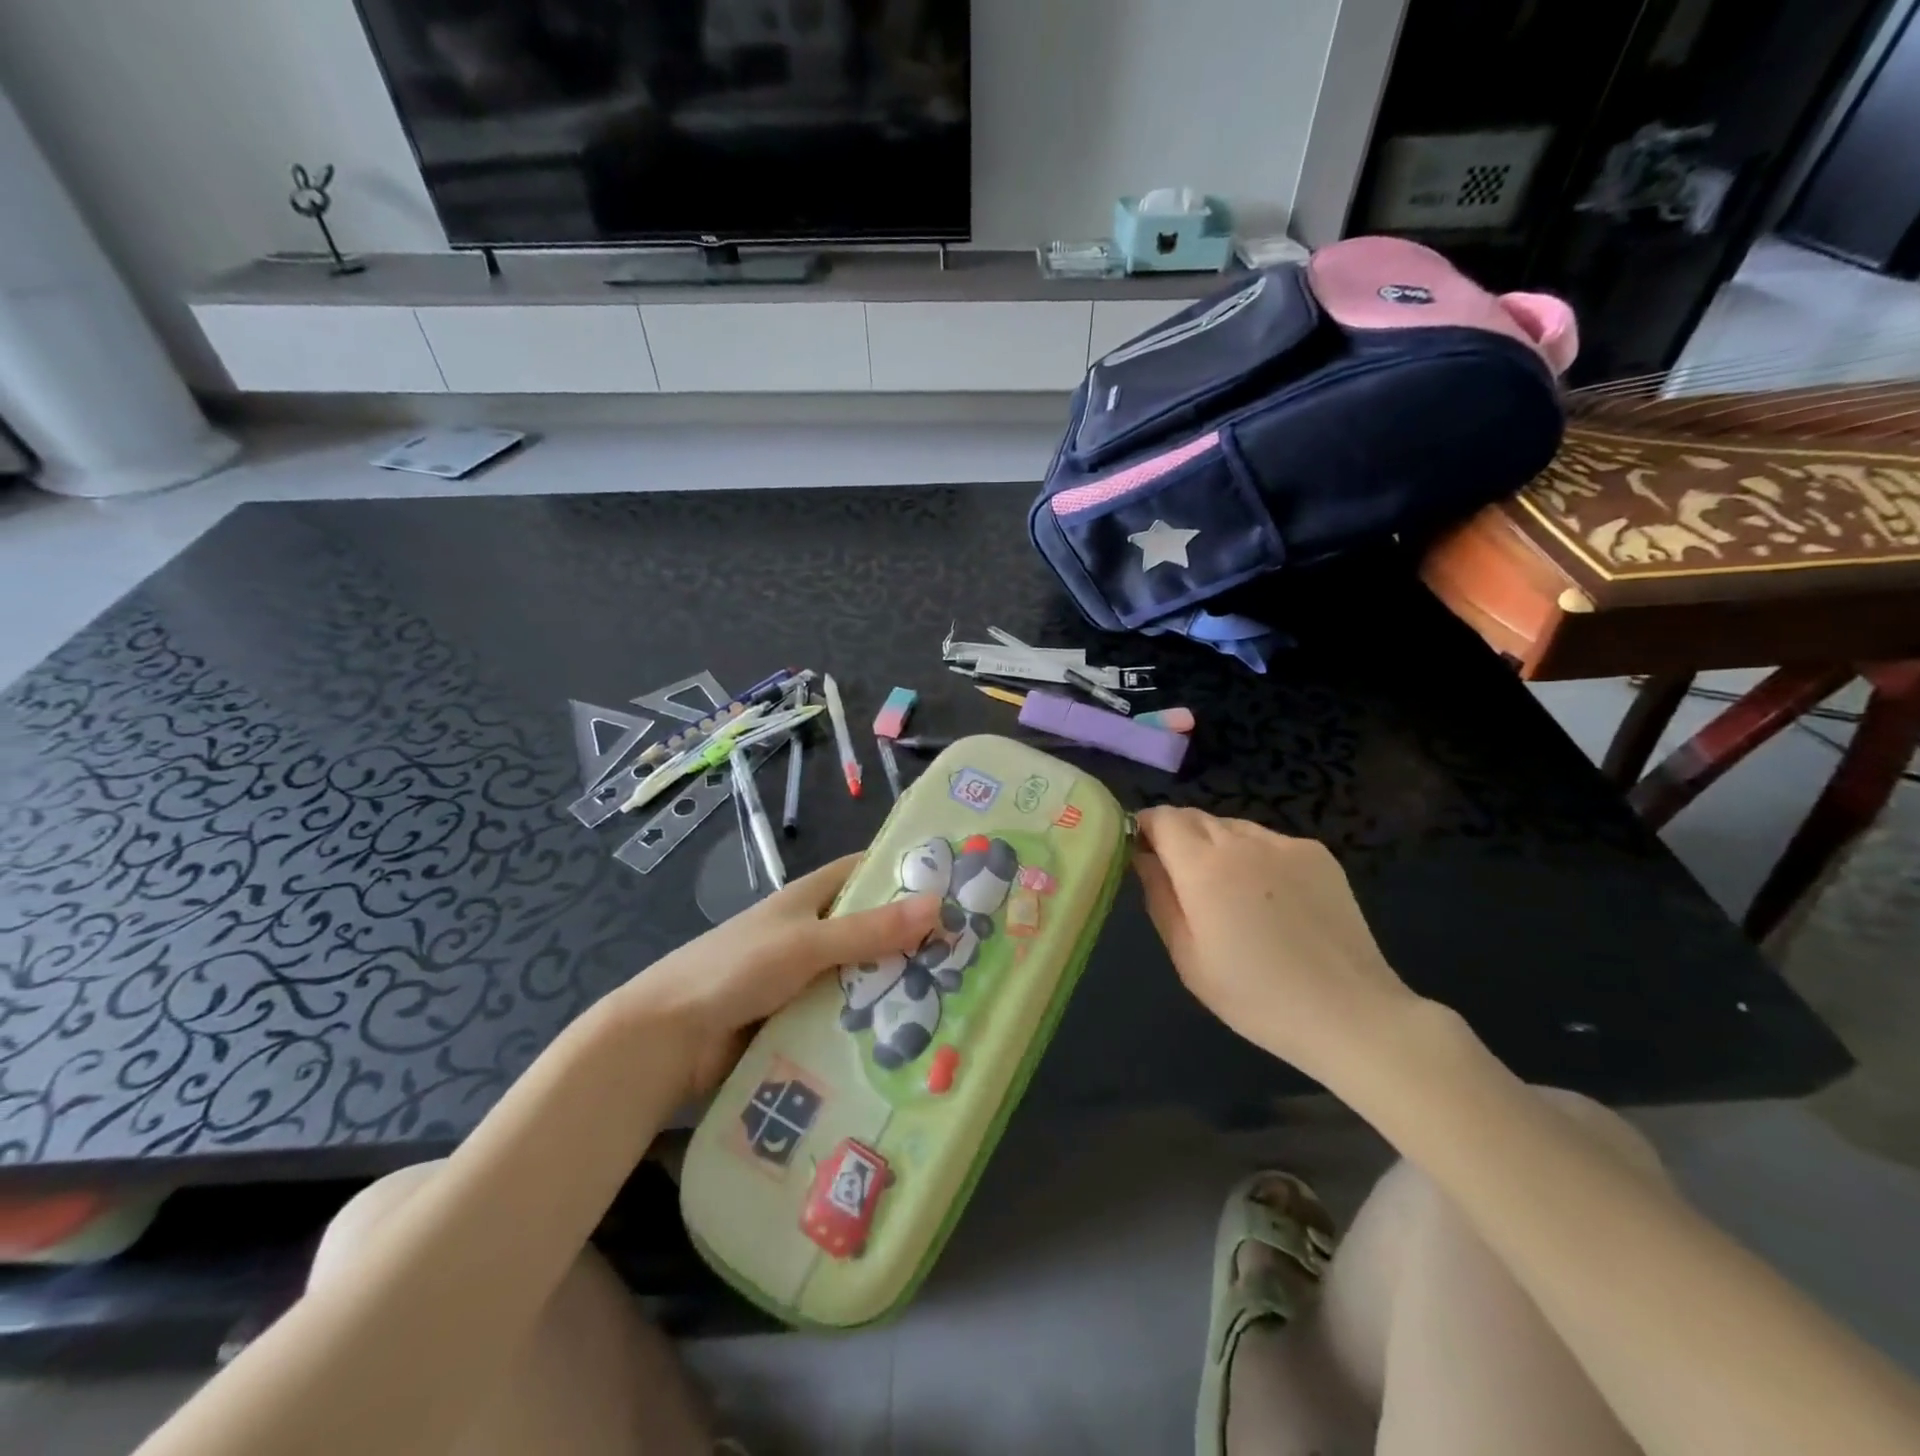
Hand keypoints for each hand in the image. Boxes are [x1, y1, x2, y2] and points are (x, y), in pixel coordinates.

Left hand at [612, 855, 939, 1093]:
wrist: (667, 1037)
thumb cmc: (735, 969)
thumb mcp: (806, 944)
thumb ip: (869, 930)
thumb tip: (939, 905)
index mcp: (808, 898)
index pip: (864, 872)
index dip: (905, 872)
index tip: (955, 883)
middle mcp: (810, 932)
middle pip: (870, 928)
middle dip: (912, 938)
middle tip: (969, 953)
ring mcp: (804, 978)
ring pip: (860, 975)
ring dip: (894, 986)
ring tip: (954, 1000)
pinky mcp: (797, 1019)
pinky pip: (844, 1015)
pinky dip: (869, 1023)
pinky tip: (909, 1039)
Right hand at [1133, 807, 1419, 1084]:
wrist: (1348, 1013)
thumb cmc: (1255, 995)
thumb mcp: (1187, 956)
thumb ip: (1159, 897)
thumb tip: (1143, 857)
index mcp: (1203, 867)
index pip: (1162, 818)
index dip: (1146, 827)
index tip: (1141, 851)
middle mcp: (1242, 842)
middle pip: (1196, 816)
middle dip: (1178, 836)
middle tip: (1181, 878)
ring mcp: (1285, 844)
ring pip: (1233, 827)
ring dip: (1217, 845)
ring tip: (1229, 891)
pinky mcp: (1318, 854)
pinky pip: (1269, 841)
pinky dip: (1256, 856)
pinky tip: (1271, 899)